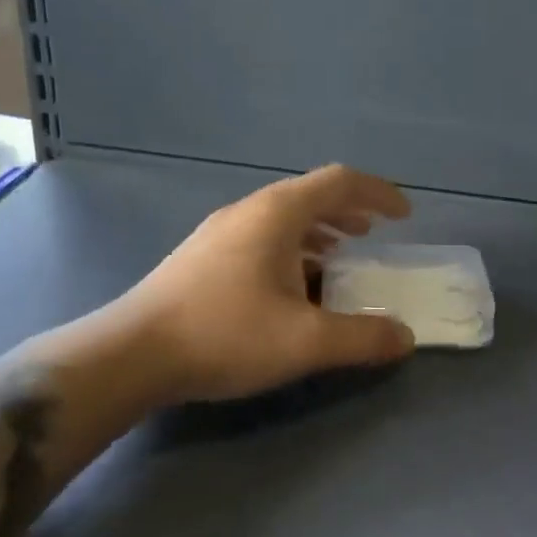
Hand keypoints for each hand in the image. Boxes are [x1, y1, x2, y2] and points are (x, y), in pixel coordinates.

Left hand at [114, 165, 416, 402]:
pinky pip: (260, 239)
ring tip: (338, 257)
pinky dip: (291, 250)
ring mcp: (219, 233)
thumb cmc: (225, 334)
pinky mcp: (201, 258)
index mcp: (277, 213)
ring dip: (318, 232)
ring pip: (282, 219)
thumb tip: (405, 337)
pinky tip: (291, 286)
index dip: (378, 193)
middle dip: (349, 211)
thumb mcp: (305, 341)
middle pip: (309, 195)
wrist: (131, 354)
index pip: (340, 182)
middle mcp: (248, 211)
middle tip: (373, 235)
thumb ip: (363, 338)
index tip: (404, 216)